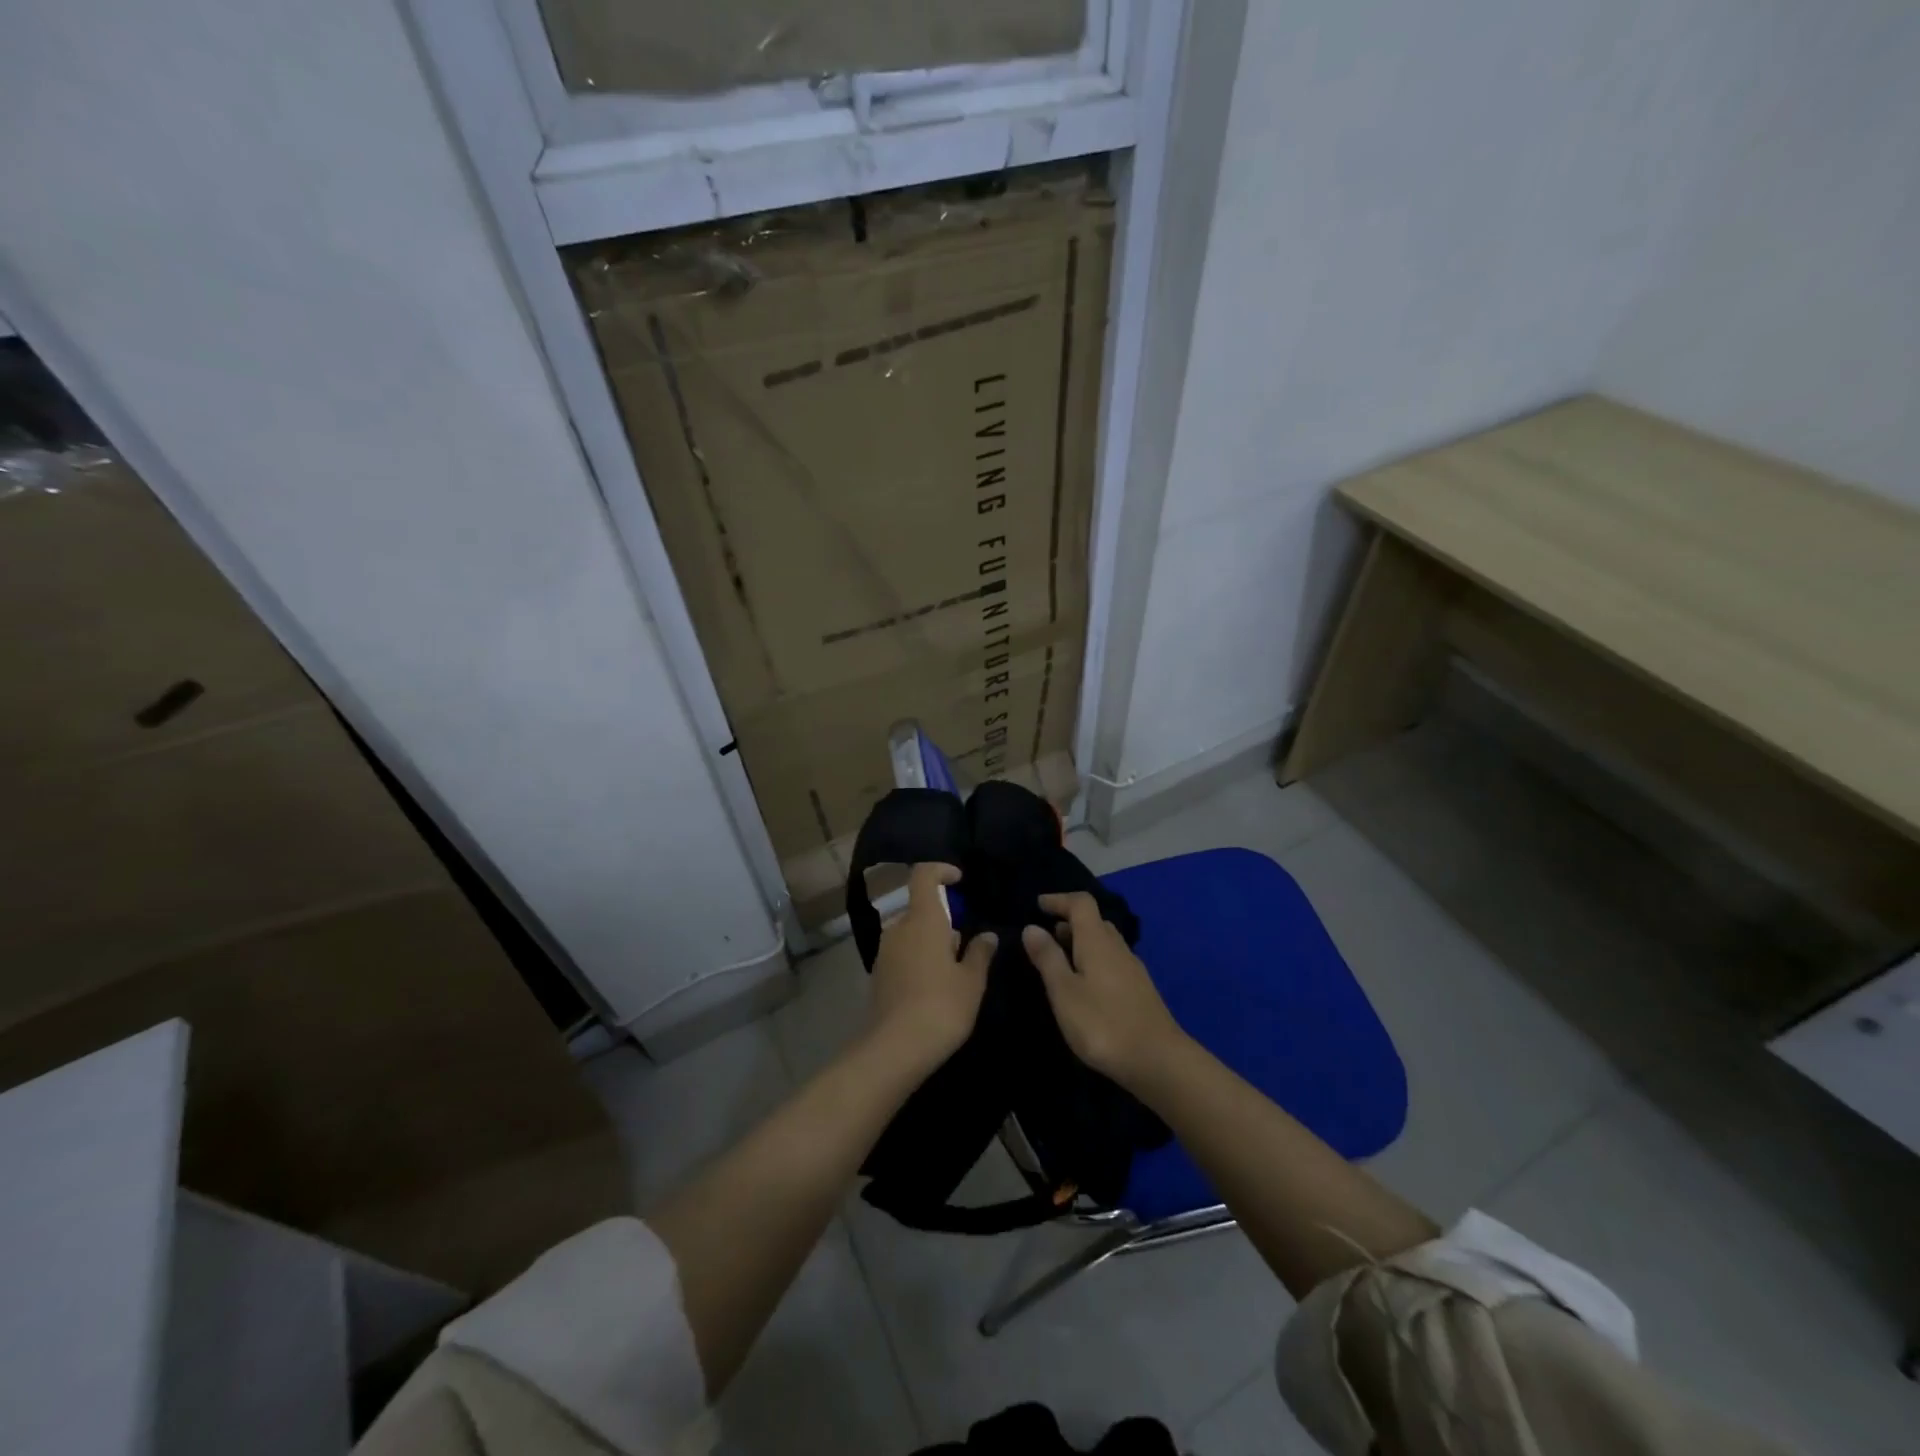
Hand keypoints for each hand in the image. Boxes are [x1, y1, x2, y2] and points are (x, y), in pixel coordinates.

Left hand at [868, 863, 996, 1067]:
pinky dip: (919, 958)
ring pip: (911, 932)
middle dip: (943, 918)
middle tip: (966, 943)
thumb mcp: (971, 981)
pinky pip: (902, 953)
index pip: (924, 875)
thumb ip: (980, 952)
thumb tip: (987, 935)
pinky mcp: (879, 974)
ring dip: (931, 941)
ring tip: (954, 969)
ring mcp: (885, 951)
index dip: (941, 870)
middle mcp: (899, 928)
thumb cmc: (942, 1006)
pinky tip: (934, 987)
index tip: (959, 880)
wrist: (895, 1048)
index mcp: (923, 919)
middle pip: (920, 908)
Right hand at [1022, 892, 1183, 1084]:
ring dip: (1082, 942)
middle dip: (1069, 922)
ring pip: (1104, 942)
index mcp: (1097, 941)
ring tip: (1060, 959)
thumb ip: (1048, 958)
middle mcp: (1117, 948)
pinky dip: (1093, 960)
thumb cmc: (1103, 1023)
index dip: (1059, 899)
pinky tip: (1085, 984)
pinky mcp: (1139, 990)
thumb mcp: (1064, 992)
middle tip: (1046, 935)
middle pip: (1094, 921)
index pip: (1081, 903)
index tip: (1039, 905)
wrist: (1158, 1061)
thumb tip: (1032, 927)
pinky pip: (1112, 961)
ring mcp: (1132, 969)